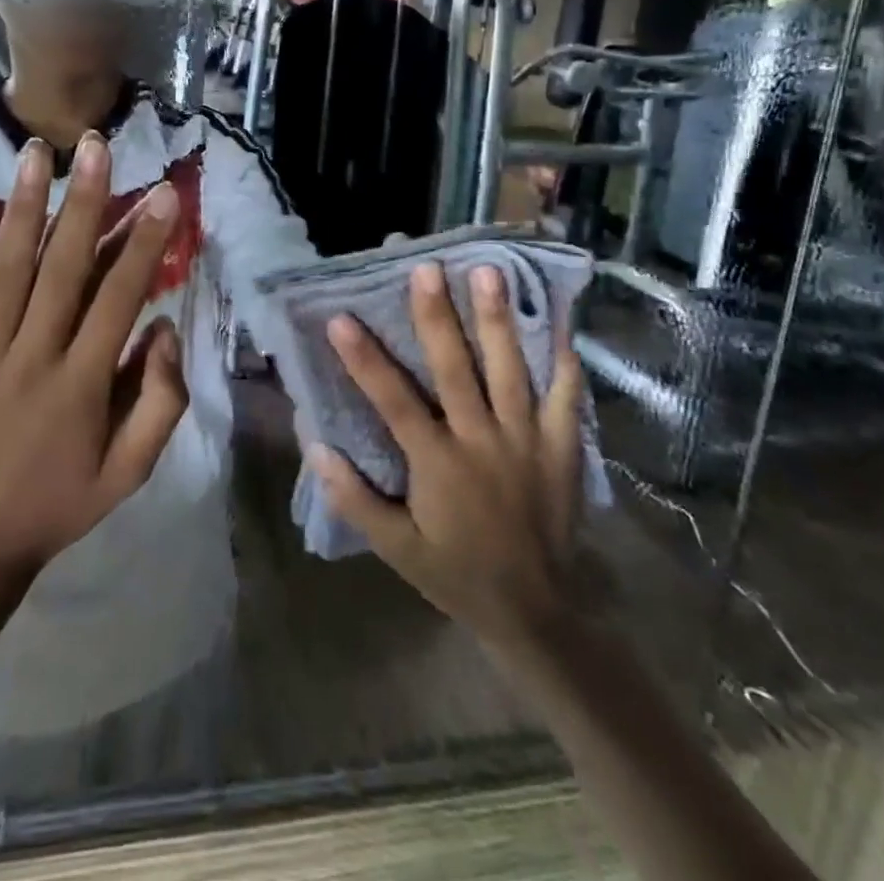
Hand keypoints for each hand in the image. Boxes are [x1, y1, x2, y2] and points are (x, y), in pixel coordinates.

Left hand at [0, 134, 188, 583]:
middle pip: (63, 269)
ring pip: (3, 272)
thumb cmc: (56, 507)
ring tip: (34, 152)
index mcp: (82, 385)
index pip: (120, 298)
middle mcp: (30, 358)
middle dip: (84, 202)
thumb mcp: (128, 475)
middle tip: (97, 146)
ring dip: (22, 208)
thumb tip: (167, 331)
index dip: (145, 243)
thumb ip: (159, 405)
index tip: (164, 192)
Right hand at [307, 262, 586, 658]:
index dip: (364, 359)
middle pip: (456, 369)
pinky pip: (566, 397)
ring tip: (490, 271)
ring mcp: (527, 441)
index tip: (341, 317)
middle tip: (426, 269)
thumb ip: (356, 500)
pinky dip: (564, 359)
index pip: (393, 401)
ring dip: (498, 319)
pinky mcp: (562, 449)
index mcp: (438, 464)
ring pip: (510, 370)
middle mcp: (482, 441)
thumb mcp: (396, 549)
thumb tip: (317, 448)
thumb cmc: (456, 574)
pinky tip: (559, 321)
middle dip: (437, 316)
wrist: (538, 614)